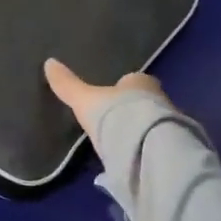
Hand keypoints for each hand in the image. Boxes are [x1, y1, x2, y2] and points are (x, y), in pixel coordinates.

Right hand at [44, 59, 168, 138]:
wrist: (146, 147)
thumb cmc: (115, 114)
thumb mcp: (85, 99)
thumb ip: (68, 85)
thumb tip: (49, 63)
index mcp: (140, 82)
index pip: (133, 81)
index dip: (123, 88)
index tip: (112, 98)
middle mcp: (159, 99)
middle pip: (145, 101)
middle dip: (134, 109)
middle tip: (116, 121)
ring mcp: (169, 124)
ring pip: (153, 123)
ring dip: (141, 130)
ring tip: (123, 143)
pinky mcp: (171, 148)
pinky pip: (157, 144)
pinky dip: (147, 149)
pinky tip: (134, 158)